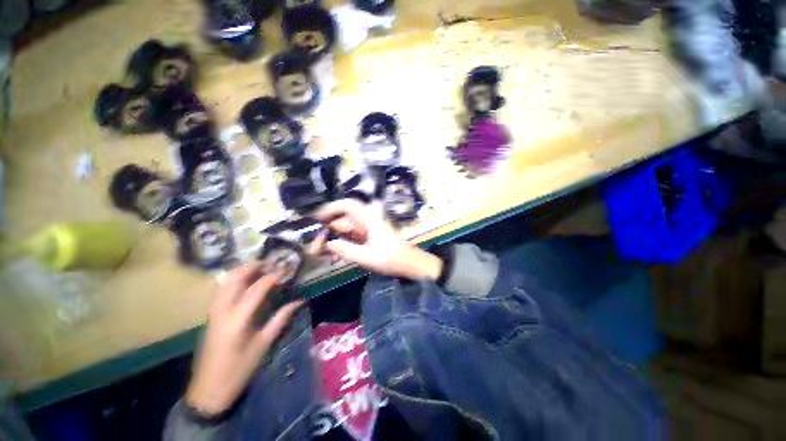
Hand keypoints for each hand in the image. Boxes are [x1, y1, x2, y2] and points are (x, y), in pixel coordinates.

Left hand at [185, 265, 302, 414]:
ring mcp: (213, 313)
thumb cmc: (239, 369)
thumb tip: (299, 301)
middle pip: (234, 279)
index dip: (272, 276)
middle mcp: (222, 311)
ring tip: (259, 269)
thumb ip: (280, 319)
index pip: (257, 289)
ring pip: (225, 283)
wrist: (208, 390)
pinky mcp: (211, 316)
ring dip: (242, 272)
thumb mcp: (263, 345)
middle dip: (252, 267)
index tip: (286, 270)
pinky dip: (233, 281)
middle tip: (270, 263)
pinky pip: (221, 290)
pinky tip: (244, 283)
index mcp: (238, 320)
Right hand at [310, 199, 442, 280]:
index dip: (331, 208)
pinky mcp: (367, 238)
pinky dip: (341, 246)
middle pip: (342, 220)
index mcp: (369, 220)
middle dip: (327, 232)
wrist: (409, 264)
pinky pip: (349, 238)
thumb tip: (327, 244)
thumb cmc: (391, 258)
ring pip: (344, 230)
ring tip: (320, 255)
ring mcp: (366, 230)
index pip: (348, 206)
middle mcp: (366, 221)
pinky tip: (334, 258)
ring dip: (332, 241)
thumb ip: (346, 250)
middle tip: (315, 248)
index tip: (317, 219)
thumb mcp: (367, 257)